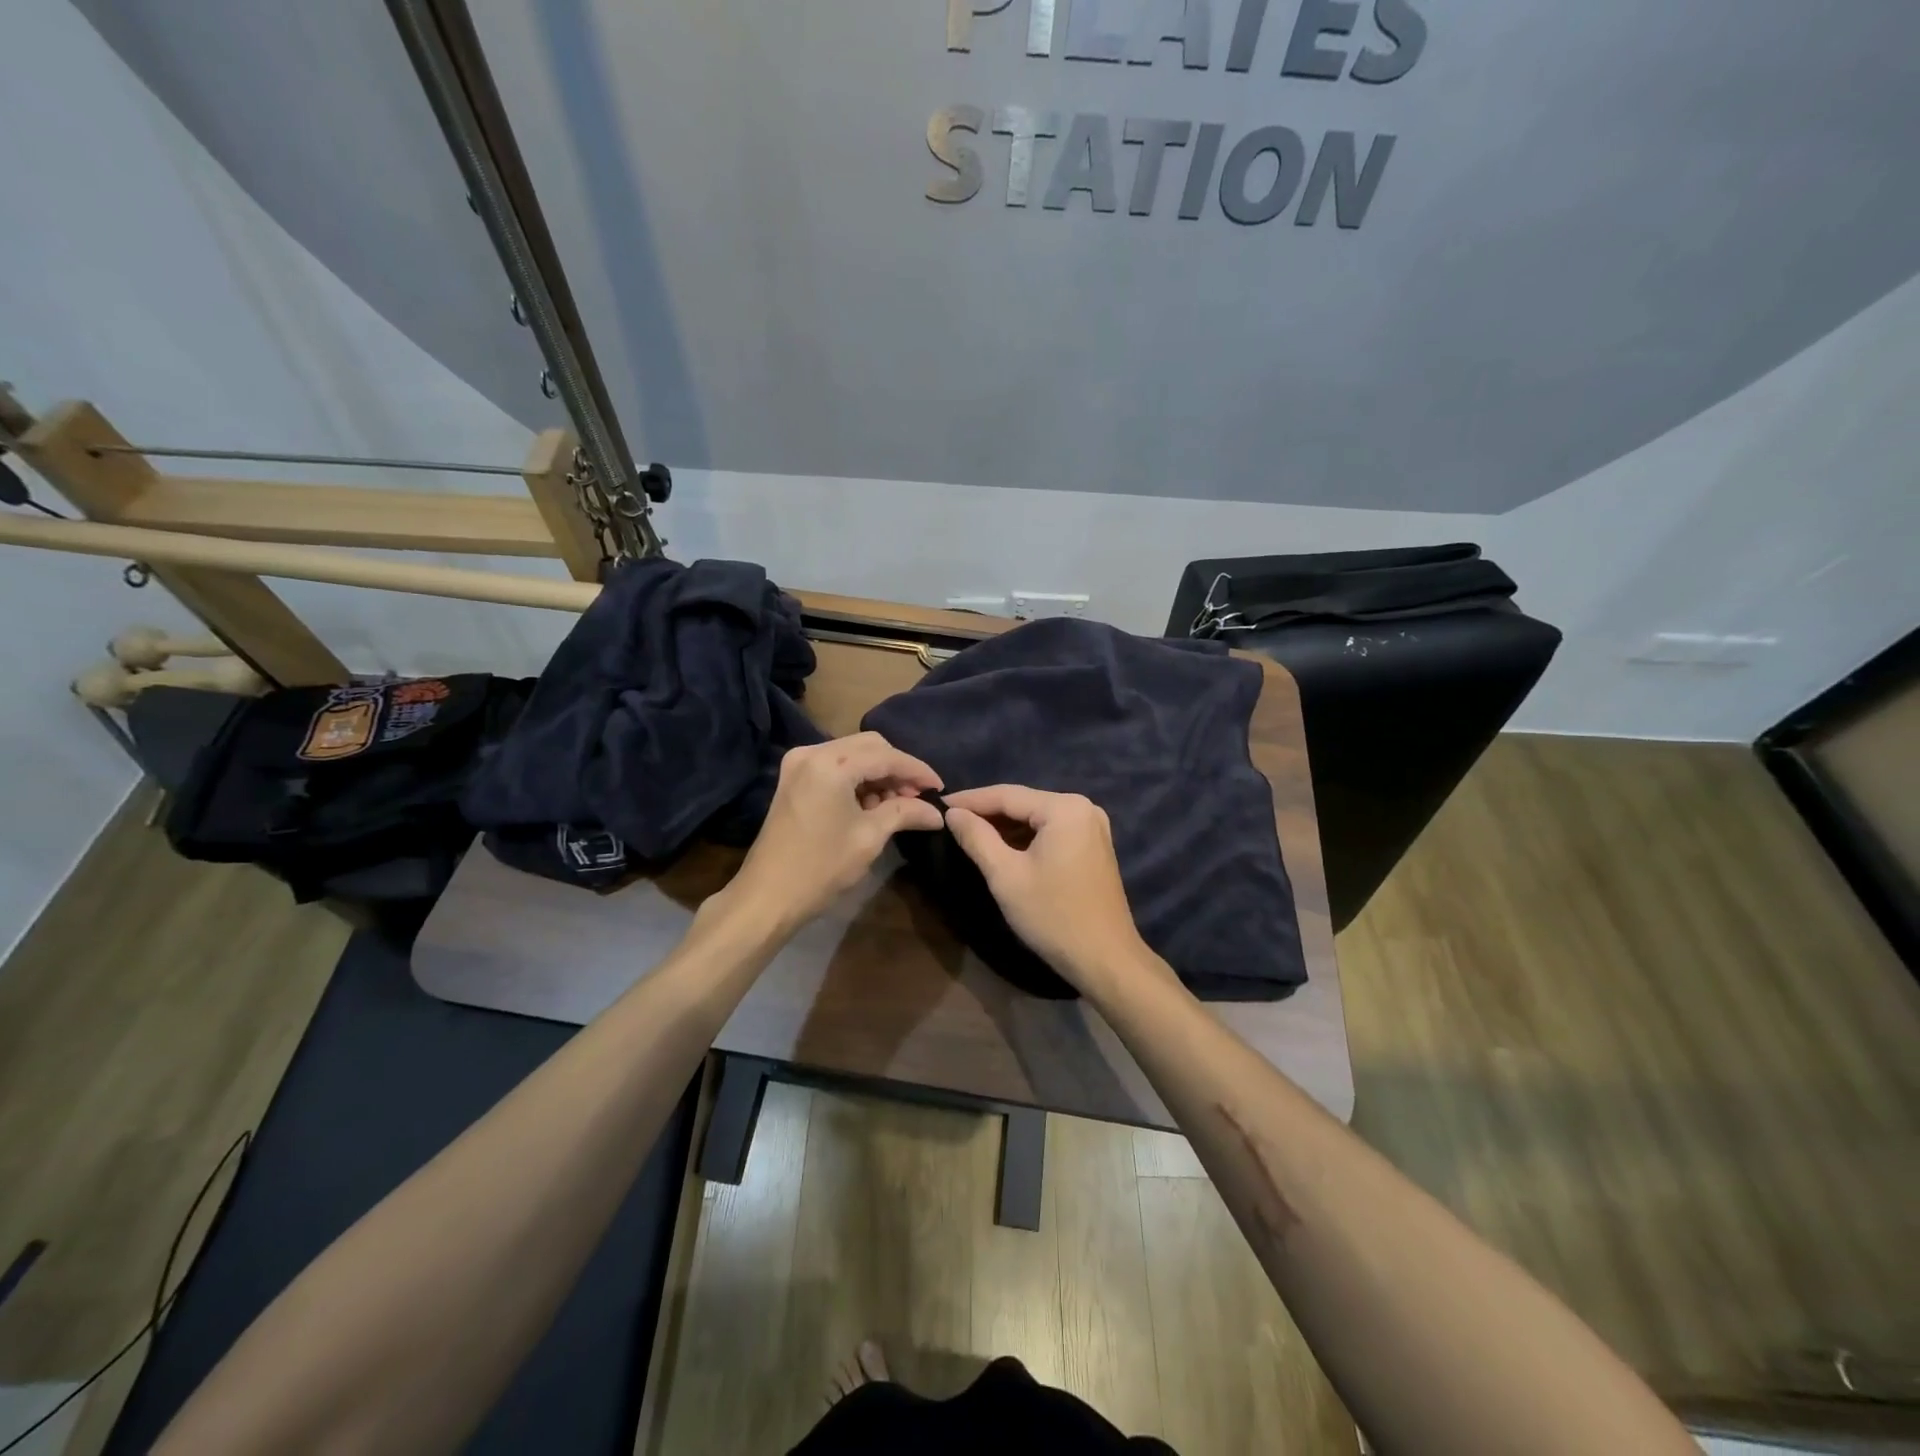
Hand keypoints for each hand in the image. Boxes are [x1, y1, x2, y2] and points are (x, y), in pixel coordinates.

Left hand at [722, 732, 942, 935]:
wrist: (767, 896)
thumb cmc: (821, 867)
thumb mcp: (870, 837)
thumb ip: (905, 813)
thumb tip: (937, 813)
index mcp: (831, 763)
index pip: (887, 756)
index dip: (917, 770)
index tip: (940, 788)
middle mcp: (813, 752)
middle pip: (870, 746)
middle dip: (898, 769)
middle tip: (918, 797)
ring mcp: (799, 763)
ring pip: (853, 754)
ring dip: (879, 774)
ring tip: (898, 804)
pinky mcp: (794, 778)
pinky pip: (836, 765)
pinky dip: (858, 779)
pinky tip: (873, 804)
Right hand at [943, 784, 1159, 993]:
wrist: (1105, 959)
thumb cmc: (1053, 916)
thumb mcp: (1005, 875)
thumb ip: (977, 838)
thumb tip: (952, 813)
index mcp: (1065, 808)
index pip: (1007, 794)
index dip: (970, 800)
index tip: (938, 805)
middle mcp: (1083, 807)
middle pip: (1024, 803)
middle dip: (987, 812)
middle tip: (950, 820)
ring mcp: (1092, 826)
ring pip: (1036, 818)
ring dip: (1005, 826)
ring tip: (968, 832)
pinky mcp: (1094, 845)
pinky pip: (1051, 831)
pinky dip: (1025, 838)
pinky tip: (1001, 847)